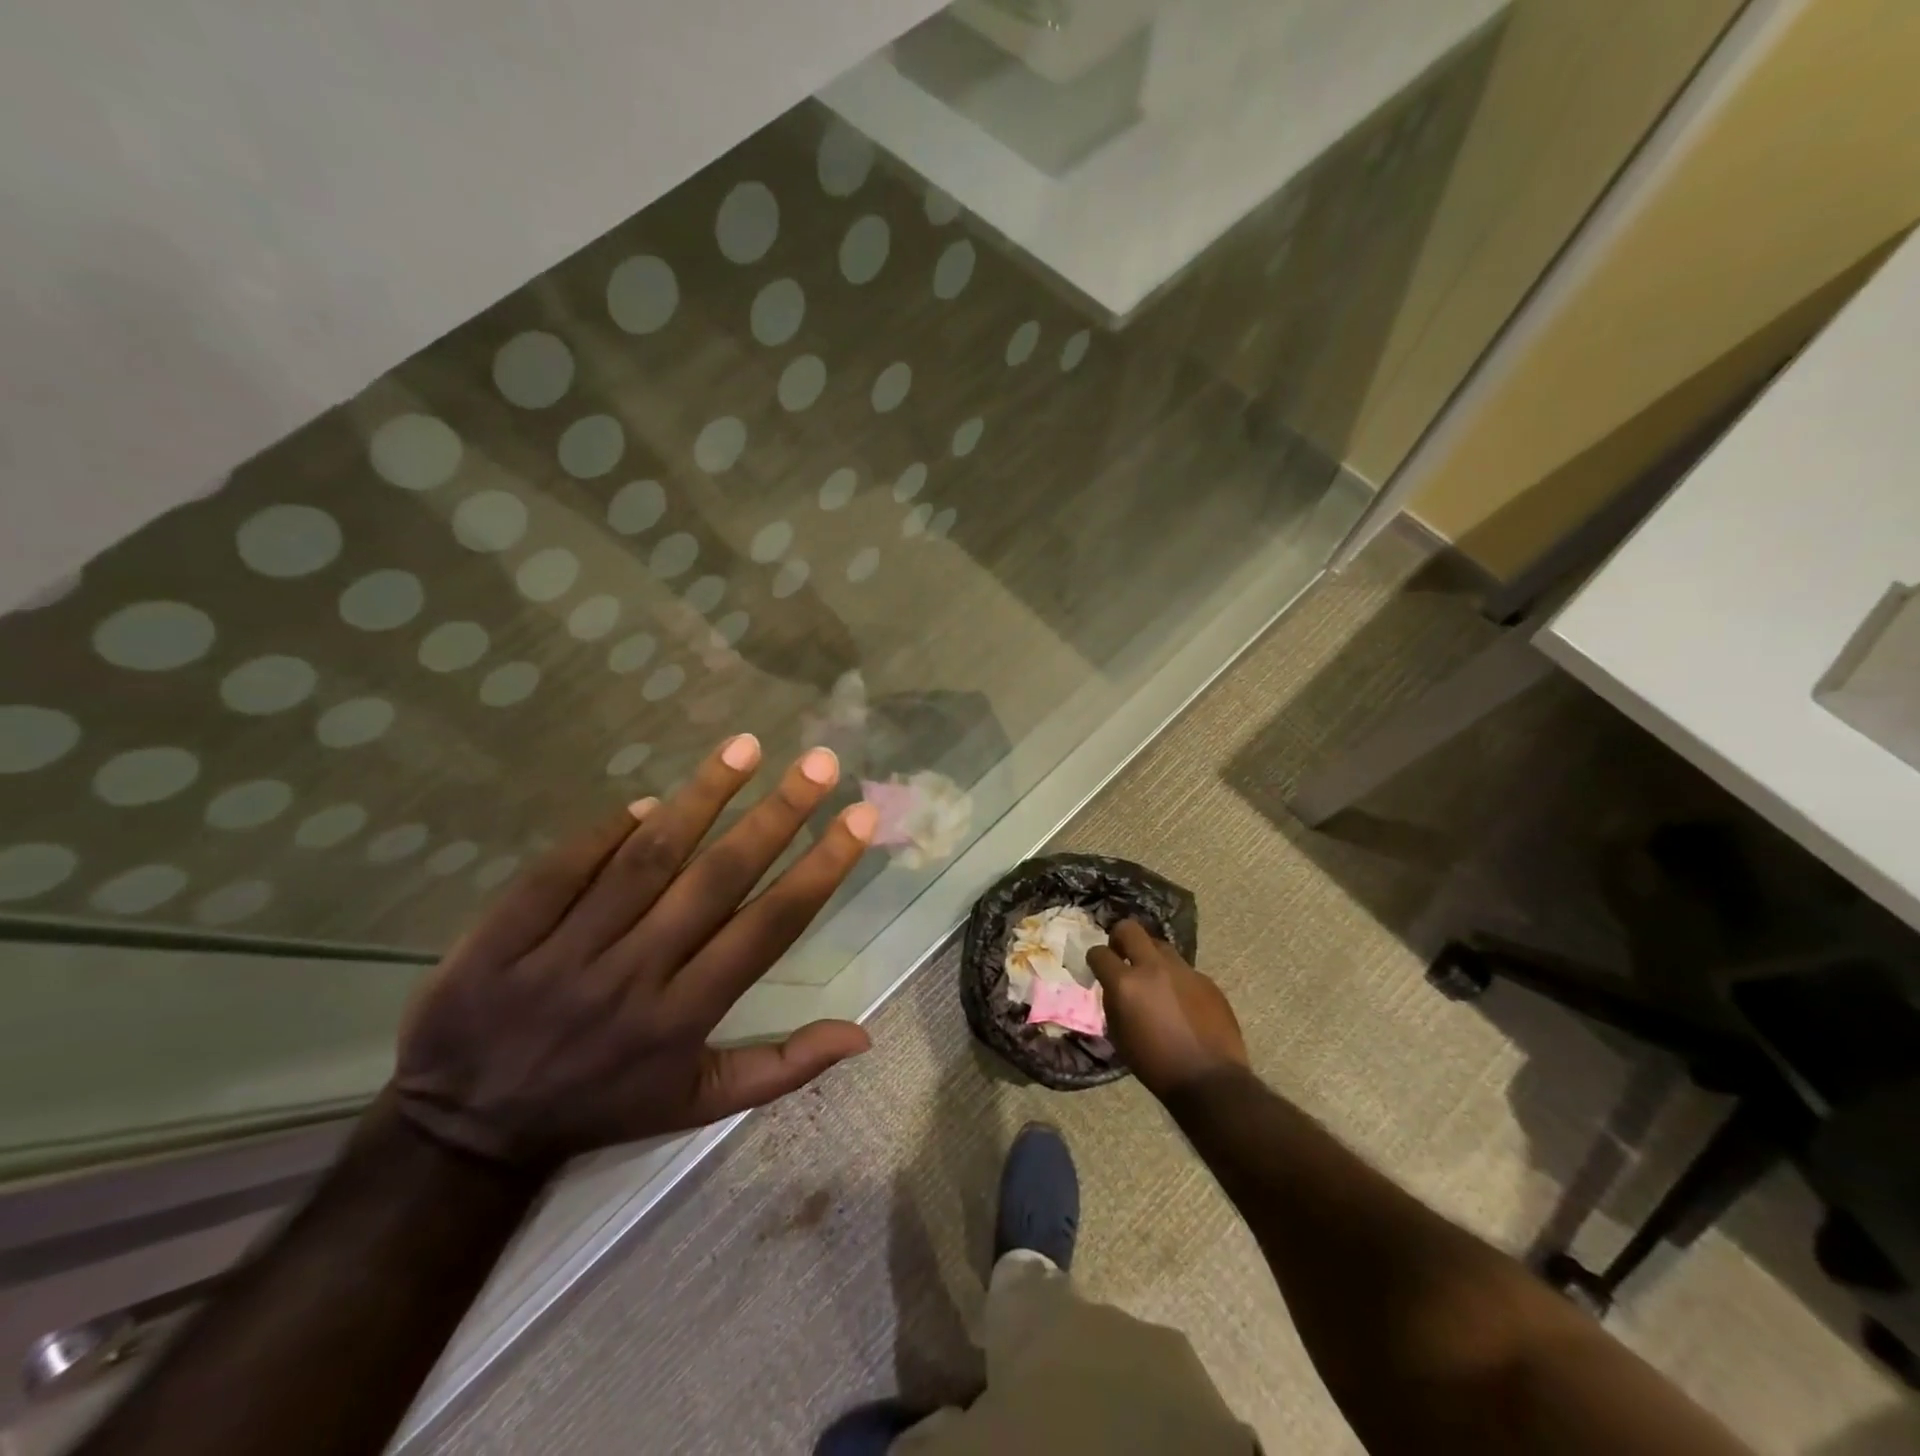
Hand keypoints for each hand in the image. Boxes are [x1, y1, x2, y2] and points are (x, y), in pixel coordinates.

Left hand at [391, 734, 877, 1168]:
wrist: (464, 1133)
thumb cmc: (603, 1107)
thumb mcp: (699, 1105)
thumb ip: (783, 1068)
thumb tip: (863, 1037)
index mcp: (685, 1017)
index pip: (767, 928)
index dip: (819, 869)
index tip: (857, 817)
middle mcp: (634, 977)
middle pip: (714, 880)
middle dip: (776, 815)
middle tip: (820, 762)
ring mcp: (565, 953)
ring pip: (644, 861)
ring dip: (700, 798)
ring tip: (745, 747)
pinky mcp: (503, 937)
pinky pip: (562, 868)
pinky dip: (606, 830)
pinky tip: (647, 801)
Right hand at [1088, 921, 1248, 1099]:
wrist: (1209, 1080)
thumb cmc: (1155, 1065)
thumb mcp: (1119, 1036)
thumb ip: (1113, 1002)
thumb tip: (1114, 987)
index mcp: (1126, 984)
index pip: (1099, 952)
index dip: (1095, 959)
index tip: (1097, 967)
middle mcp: (1153, 968)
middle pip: (1130, 929)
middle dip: (1119, 937)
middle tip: (1121, 955)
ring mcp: (1183, 971)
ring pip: (1160, 946)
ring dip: (1150, 957)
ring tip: (1153, 980)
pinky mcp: (1206, 980)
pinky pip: (1184, 970)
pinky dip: (1175, 979)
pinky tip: (1180, 1002)